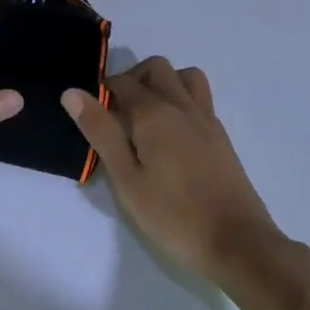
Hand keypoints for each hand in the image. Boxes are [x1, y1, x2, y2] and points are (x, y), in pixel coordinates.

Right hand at [63, 58, 280, 280]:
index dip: (103, 90)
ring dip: (164, 82)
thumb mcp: (126, 179)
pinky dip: (182, 99)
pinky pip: (200, 99)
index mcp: (155, 113)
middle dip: (133, 78)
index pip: (122, 83)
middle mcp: (182, 106)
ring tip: (148, 114)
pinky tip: (173, 133)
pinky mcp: (221, 137)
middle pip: (156, 68)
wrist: (237, 242)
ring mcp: (206, 119)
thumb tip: (72, 93)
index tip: (92, 111)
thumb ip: (101, 132)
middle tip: (117, 111)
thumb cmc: (173, 215)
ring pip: (185, 76)